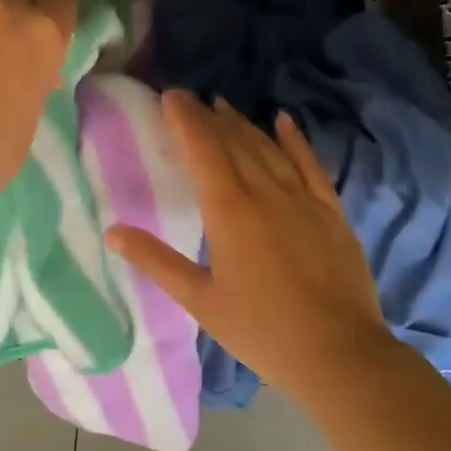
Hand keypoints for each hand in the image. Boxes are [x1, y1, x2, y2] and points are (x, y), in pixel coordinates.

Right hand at [107, 92, 394, 394]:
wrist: (338, 354)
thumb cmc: (260, 330)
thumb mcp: (200, 300)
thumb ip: (156, 261)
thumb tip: (112, 232)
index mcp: (230, 212)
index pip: (204, 152)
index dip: (186, 121)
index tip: (172, 96)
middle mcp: (266, 194)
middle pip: (234, 144)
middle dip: (210, 118)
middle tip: (192, 97)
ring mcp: (303, 200)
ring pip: (268, 149)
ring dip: (244, 124)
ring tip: (224, 105)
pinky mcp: (331, 212)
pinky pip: (311, 165)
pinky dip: (296, 140)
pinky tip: (284, 121)